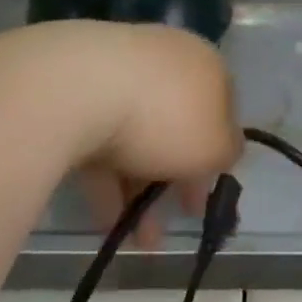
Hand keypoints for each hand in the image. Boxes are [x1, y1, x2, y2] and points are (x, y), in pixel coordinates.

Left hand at [0, 20, 242, 247]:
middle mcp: (163, 60)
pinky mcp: (73, 93)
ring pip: (136, 137)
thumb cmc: (163, 115)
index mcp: (204, 62)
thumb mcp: (214, 144)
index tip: (210, 194)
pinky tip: (107, 224)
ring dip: (141, 190)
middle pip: (176, 124)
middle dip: (177, 178)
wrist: (75, 90)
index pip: (221, 107)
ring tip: (139, 242)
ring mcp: (115, 72)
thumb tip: (224, 149)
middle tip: (177, 219)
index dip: (218, 154)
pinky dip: (106, 182)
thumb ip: (228, 150)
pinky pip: (98, 141)